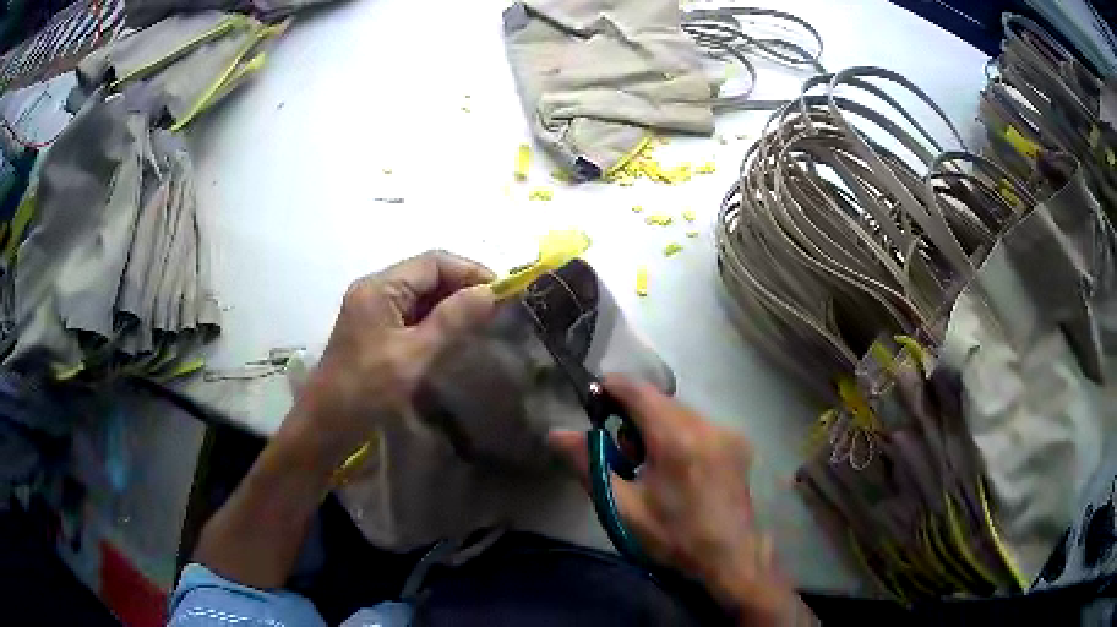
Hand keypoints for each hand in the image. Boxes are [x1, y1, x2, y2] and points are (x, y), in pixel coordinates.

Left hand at [286, 250, 495, 468]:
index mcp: (380, 287)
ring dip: (451, 303)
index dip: (471, 271)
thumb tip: (491, 293)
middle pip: (427, 274)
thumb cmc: (366, 390)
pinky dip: (436, 319)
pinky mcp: (375, 331)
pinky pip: (412, 314)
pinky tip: (455, 335)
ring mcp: (373, 310)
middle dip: (463, 286)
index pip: (433, 262)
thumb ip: (452, 320)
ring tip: (483, 321)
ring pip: (421, 295)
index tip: (503, 292)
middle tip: (497, 309)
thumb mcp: (413, 355)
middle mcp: (375, 290)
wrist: (325, 426)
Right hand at [548, 376, 803, 624]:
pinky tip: (679, 471)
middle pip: (660, 401)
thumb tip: (557, 434)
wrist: (731, 561)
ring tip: (652, 469)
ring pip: (681, 413)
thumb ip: (589, 465)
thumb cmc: (673, 538)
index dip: (611, 388)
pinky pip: (700, 425)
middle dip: (634, 417)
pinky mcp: (740, 445)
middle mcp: (708, 425)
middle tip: (624, 458)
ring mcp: (729, 434)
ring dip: (658, 427)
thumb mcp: (623, 508)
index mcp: (678, 438)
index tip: (591, 402)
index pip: (638, 391)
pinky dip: (680, 435)